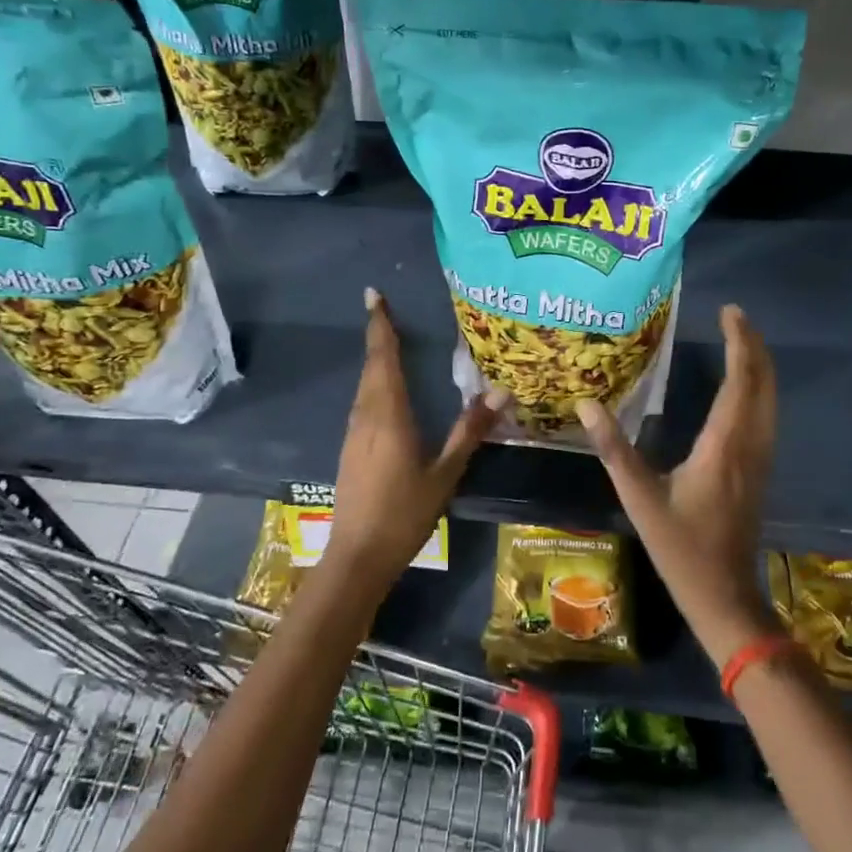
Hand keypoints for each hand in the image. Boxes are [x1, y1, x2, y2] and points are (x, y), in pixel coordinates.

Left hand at [328, 288, 506, 583]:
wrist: (357, 556)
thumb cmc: (404, 514)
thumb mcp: (444, 473)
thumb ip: (470, 431)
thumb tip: (501, 393)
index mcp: (388, 416)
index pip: (382, 359)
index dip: (380, 326)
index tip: (374, 296)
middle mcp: (366, 416)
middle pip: (370, 367)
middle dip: (377, 336)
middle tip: (384, 310)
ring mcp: (353, 433)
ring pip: (364, 386)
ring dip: (375, 360)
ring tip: (389, 341)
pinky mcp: (350, 449)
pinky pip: (363, 403)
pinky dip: (374, 384)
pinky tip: (385, 391)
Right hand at [576, 304, 777, 665]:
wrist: (723, 594)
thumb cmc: (681, 547)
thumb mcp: (640, 498)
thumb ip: (614, 449)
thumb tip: (586, 403)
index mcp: (724, 445)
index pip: (739, 381)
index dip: (739, 343)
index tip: (730, 312)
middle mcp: (750, 444)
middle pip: (763, 384)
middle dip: (754, 345)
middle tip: (735, 316)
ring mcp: (761, 459)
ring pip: (770, 400)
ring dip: (760, 366)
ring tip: (742, 340)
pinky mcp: (760, 470)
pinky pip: (767, 415)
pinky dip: (760, 389)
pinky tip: (745, 388)